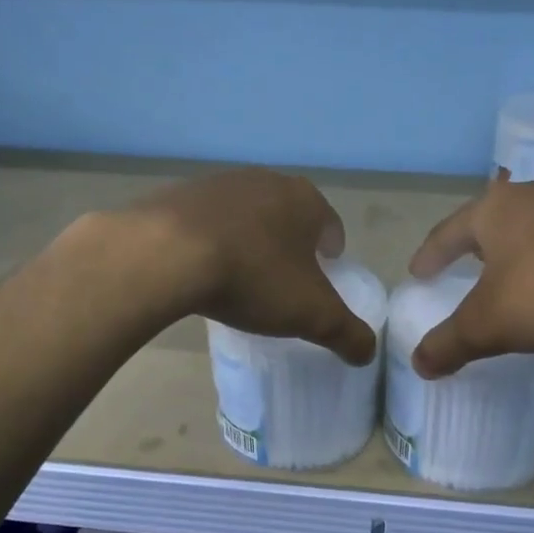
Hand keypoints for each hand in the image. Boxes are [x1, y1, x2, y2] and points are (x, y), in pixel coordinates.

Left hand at [118, 168, 376, 365]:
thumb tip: (367, 352)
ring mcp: (218, 182)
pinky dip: (209, 240)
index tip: (321, 277)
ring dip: (248, 239)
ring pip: (245, 214)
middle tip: (281, 281)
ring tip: (239, 276)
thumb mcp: (312, 315)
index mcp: (304, 200)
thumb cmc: (253, 277)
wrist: (166, 254)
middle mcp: (265, 180)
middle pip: (287, 215)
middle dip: (289, 244)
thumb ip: (347, 333)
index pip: (330, 225)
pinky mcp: (179, 193)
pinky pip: (205, 221)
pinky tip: (200, 268)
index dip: (330, 253)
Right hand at [407, 172, 533, 377]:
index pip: (447, 233)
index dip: (430, 256)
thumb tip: (417, 363)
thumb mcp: (493, 324)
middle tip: (472, 268)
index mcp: (495, 210)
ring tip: (530, 273)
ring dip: (531, 247)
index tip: (418, 273)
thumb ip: (452, 343)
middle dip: (482, 245)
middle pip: (497, 219)